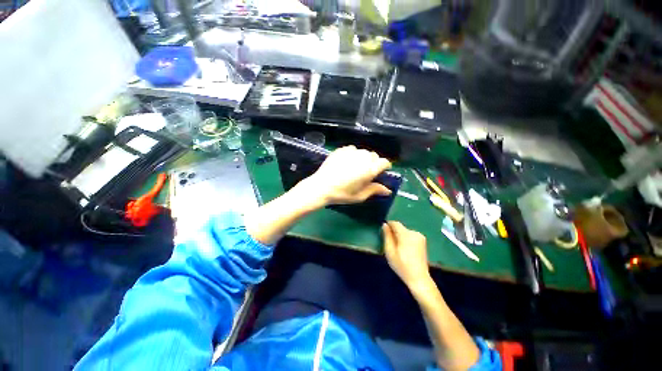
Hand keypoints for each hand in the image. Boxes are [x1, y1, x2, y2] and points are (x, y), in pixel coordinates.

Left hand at [298, 146, 391, 206]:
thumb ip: (375, 190)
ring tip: (355, 167)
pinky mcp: (341, 150)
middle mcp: (363, 157)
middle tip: (366, 172)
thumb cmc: (342, 194)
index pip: (384, 162)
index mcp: (370, 169)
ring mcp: (351, 152)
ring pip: (363, 152)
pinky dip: (353, 154)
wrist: (321, 186)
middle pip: (374, 156)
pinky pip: (352, 149)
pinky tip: (346, 162)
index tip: (381, 172)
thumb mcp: (360, 196)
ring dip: (363, 158)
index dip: (384, 166)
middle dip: (374, 162)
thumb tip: (388, 190)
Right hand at [382, 221, 431, 290]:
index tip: (383, 232)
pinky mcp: (423, 242)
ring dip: (400, 236)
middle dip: (394, 232)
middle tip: (390, 243)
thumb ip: (387, 236)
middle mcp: (414, 233)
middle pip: (400, 228)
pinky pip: (411, 236)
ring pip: (405, 232)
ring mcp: (420, 237)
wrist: (419, 278)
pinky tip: (405, 249)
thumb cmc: (401, 265)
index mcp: (406, 234)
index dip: (388, 225)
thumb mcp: (390, 251)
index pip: (395, 223)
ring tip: (397, 248)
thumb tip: (385, 225)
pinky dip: (406, 239)